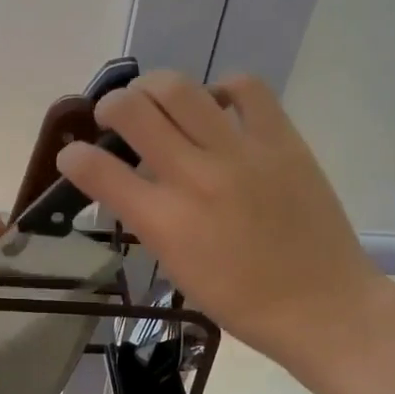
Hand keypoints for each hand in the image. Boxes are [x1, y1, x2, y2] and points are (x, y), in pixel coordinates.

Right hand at [54, 71, 387, 380]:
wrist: (321, 306)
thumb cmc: (241, 301)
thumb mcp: (176, 266)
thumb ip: (147, 218)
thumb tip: (128, 181)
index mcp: (164, 222)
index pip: (96, 170)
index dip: (73, 157)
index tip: (73, 156)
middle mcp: (194, 178)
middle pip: (132, 110)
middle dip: (109, 105)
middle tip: (114, 116)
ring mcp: (240, 154)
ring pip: (179, 88)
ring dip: (153, 87)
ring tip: (156, 99)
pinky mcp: (281, 140)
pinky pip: (245, 88)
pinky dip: (222, 87)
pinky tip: (217, 104)